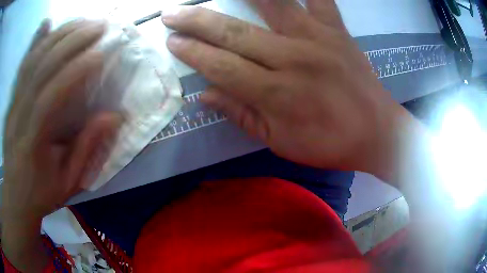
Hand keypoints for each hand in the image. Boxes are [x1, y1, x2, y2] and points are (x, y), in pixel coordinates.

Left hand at [2, 19, 120, 222]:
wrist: (15, 196)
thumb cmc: (41, 193)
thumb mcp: (68, 182)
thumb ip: (86, 149)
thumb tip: (114, 117)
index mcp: (33, 142)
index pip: (51, 97)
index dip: (75, 71)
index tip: (100, 53)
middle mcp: (19, 116)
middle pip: (41, 69)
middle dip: (70, 42)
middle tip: (98, 26)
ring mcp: (13, 105)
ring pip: (32, 61)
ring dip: (57, 36)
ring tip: (81, 21)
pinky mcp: (12, 100)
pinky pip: (22, 66)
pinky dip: (34, 42)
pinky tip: (46, 24)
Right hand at [162, 0, 401, 173]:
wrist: (376, 131)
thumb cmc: (329, 143)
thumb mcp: (281, 142)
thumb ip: (242, 115)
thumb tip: (204, 95)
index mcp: (276, 93)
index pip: (221, 67)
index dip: (192, 54)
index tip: (172, 42)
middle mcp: (292, 58)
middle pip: (234, 34)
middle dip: (197, 23)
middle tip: (172, 15)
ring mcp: (317, 38)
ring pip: (273, 4)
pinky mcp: (337, 30)